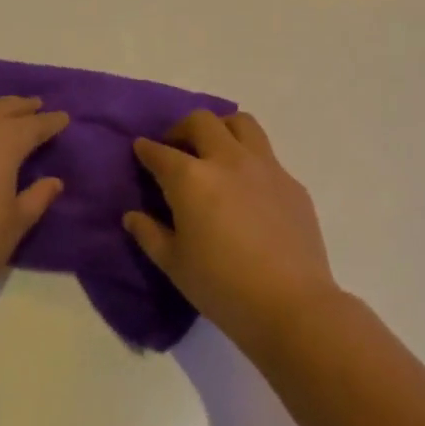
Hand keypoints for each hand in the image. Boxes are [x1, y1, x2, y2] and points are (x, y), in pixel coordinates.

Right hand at [125, 111, 337, 350]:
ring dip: (222, 128)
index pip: (161, 152)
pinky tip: (247, 187)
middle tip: (177, 148)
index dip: (146, 149)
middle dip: (182, 128)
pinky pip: (267, 155)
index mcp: (192, 178)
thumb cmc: (222, 286)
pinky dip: (249, 159)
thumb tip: (133, 216)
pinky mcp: (291, 181)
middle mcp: (228, 160)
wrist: (291, 304)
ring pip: (242, 123)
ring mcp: (265, 166)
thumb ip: (150, 234)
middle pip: (202, 121)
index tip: (141, 149)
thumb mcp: (174, 265)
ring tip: (215, 150)